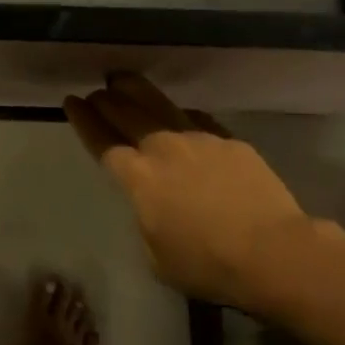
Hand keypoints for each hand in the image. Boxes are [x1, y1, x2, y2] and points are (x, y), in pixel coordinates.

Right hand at [64, 73, 321, 311]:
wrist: (273, 252)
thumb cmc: (210, 265)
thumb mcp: (158, 257)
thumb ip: (146, 220)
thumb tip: (150, 204)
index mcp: (138, 178)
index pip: (101, 140)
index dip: (84, 119)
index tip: (71, 101)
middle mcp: (161, 147)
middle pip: (125, 112)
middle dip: (105, 100)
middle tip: (96, 92)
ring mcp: (196, 137)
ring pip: (157, 103)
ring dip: (135, 90)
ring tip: (122, 79)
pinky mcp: (226, 139)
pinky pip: (194, 118)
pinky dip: (178, 114)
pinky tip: (177, 115)